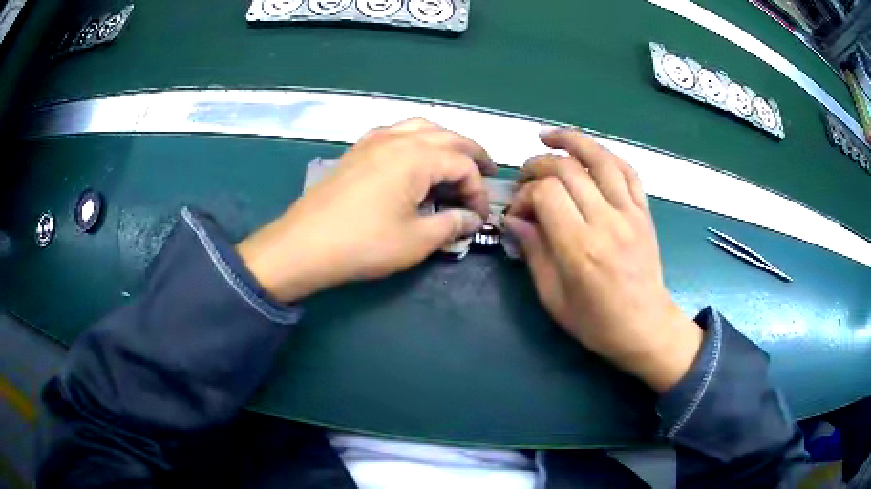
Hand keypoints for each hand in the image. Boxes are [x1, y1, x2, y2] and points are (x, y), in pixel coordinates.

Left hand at [237, 118, 495, 302]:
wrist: (304, 245)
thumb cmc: (364, 244)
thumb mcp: (417, 240)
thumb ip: (451, 225)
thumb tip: (472, 220)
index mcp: (417, 157)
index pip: (463, 165)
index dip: (477, 191)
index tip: (478, 217)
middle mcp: (398, 139)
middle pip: (447, 136)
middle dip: (471, 154)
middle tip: (487, 171)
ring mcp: (373, 140)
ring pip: (420, 128)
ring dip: (444, 141)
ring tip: (456, 159)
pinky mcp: (357, 151)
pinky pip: (395, 133)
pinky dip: (415, 139)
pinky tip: (415, 156)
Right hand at [506, 128, 701, 391]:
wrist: (645, 326)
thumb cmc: (596, 322)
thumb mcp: (553, 297)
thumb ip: (533, 252)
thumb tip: (515, 220)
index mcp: (580, 249)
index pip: (546, 194)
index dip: (525, 195)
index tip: (519, 212)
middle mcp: (606, 222)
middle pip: (567, 170)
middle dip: (538, 165)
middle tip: (526, 178)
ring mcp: (630, 213)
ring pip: (600, 159)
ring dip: (571, 141)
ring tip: (549, 137)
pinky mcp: (644, 212)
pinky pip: (627, 171)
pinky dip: (605, 154)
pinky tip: (588, 152)